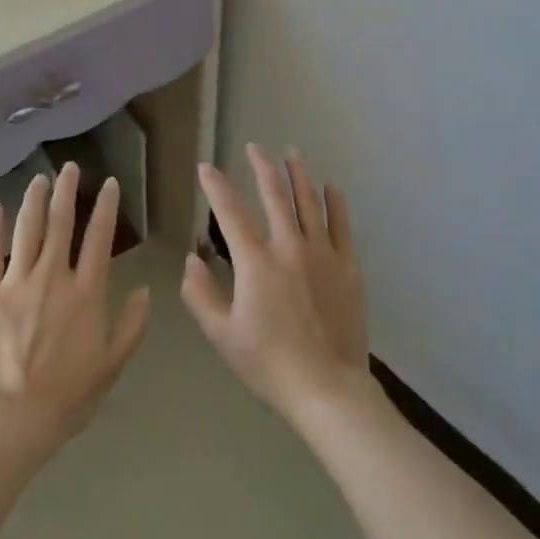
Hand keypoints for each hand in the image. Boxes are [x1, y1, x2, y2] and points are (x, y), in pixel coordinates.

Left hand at [0, 162, 151, 463]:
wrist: (13, 420)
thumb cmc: (67, 397)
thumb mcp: (111, 366)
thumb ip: (132, 326)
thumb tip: (146, 290)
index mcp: (86, 292)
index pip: (99, 238)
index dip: (106, 207)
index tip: (109, 183)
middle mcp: (54, 276)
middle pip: (61, 223)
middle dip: (67, 191)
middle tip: (70, 168)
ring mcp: (18, 281)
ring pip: (28, 229)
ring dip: (34, 200)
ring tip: (40, 179)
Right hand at [181, 146, 371, 425]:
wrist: (329, 391)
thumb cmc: (269, 365)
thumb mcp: (222, 336)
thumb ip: (200, 295)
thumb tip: (191, 260)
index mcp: (255, 262)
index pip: (230, 212)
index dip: (215, 186)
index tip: (206, 167)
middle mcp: (289, 247)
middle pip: (274, 194)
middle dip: (262, 166)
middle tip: (254, 147)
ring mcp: (322, 254)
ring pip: (309, 202)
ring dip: (299, 174)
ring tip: (292, 153)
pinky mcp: (348, 268)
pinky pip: (341, 226)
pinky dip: (335, 203)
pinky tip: (331, 187)